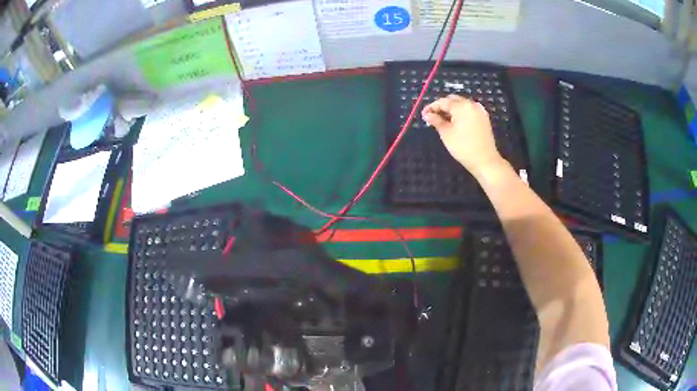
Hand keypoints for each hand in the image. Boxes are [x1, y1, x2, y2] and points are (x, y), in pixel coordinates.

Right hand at [421, 95, 503, 174]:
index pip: (443, 102)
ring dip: (451, 110)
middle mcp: (471, 104)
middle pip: (453, 100)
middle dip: (442, 106)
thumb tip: (427, 115)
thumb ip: (436, 121)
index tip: (423, 115)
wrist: (485, 161)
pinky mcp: (484, 118)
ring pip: (461, 105)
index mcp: (462, 106)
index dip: (431, 107)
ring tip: (442, 121)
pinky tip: (455, 122)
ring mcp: (479, 111)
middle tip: (432, 117)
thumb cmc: (463, 147)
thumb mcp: (446, 133)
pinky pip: (469, 111)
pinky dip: (460, 113)